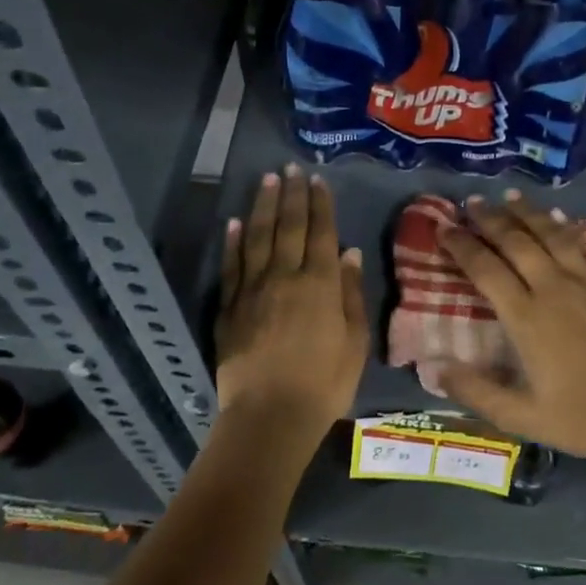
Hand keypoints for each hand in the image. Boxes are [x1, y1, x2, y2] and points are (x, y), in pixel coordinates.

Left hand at [215, 164, 368, 451]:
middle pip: (289, 226)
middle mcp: (286, 276)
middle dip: (291, 194)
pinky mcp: (230, 307)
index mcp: (320, 283)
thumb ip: (351, 293)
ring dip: (263, 206)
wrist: (270, 417)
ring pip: (258, 237)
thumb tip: (349, 251)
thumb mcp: (355, 341)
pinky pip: (232, 265)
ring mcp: (253, 289)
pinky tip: (234, 221)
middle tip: (290, 167)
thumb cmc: (324, 383)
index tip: (316, 179)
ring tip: (267, 180)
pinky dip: (233, 241)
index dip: (319, 204)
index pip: (321, 232)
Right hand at [437, 191, 585, 473]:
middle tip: (472, 202)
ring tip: (509, 197)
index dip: (461, 245)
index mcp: (526, 317)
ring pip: (552, 234)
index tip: (443, 227)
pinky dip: (569, 227)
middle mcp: (554, 287)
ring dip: (527, 213)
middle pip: (516, 241)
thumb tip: (433, 367)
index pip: (485, 268)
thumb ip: (476, 390)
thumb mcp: (523, 417)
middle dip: (490, 218)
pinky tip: (561, 219)